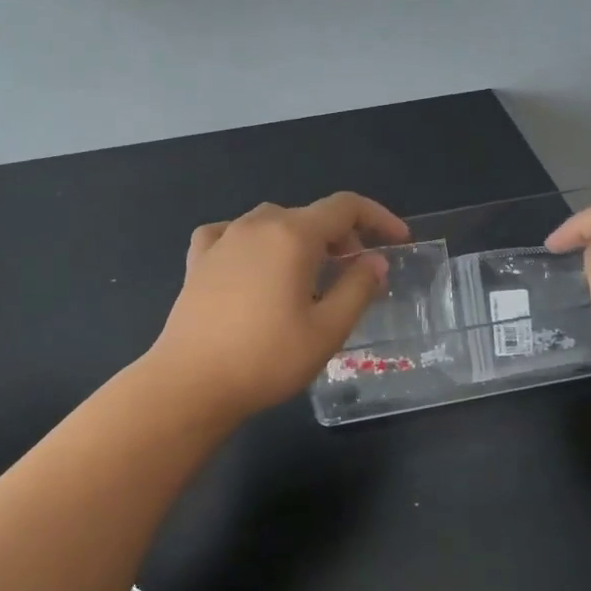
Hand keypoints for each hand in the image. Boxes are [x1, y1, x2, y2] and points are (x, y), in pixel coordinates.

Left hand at [148, 192, 408, 421]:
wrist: (191, 383)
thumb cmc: (267, 358)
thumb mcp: (327, 329)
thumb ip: (358, 288)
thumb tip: (375, 261)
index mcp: (293, 235)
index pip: (345, 207)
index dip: (378, 218)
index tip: (398, 240)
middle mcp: (257, 225)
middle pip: (309, 215)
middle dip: (342, 236)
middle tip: (355, 273)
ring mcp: (222, 239)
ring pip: (272, 222)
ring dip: (300, 239)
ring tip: (309, 274)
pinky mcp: (198, 260)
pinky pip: (232, 234)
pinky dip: (254, 242)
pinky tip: (253, 264)